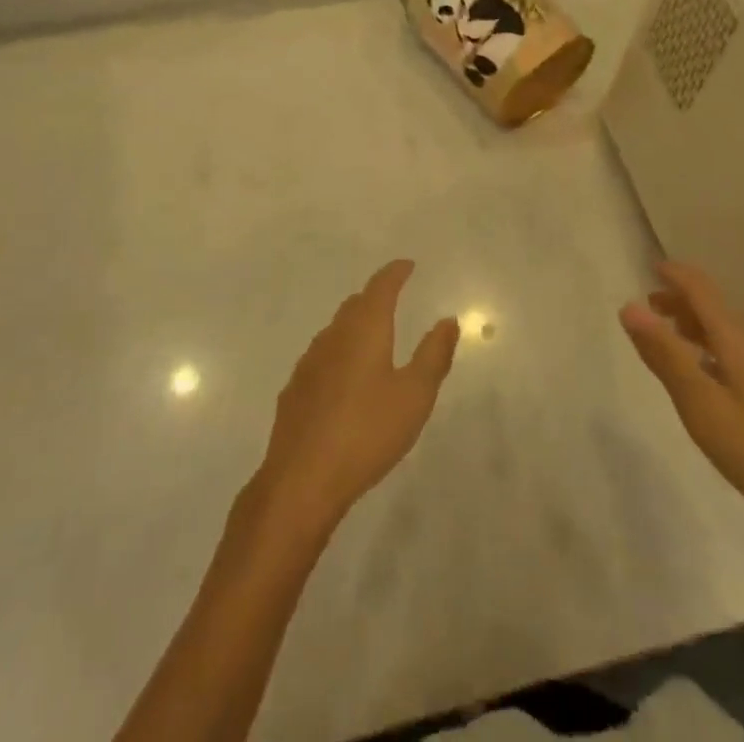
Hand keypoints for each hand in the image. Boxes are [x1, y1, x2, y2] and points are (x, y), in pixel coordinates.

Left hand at [257, 260, 458, 533]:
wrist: (302, 479)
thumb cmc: (367, 432)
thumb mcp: (414, 395)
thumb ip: (433, 355)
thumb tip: (448, 320)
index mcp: (364, 330)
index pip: (380, 287)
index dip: (394, 273)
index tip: (407, 265)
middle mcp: (333, 336)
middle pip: (355, 305)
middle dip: (375, 297)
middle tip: (393, 297)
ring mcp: (309, 362)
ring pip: (335, 330)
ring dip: (355, 324)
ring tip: (372, 335)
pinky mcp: (295, 390)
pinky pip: (322, 357)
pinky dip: (339, 353)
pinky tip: (344, 377)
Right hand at [621, 263, 743, 564]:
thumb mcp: (700, 403)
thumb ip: (664, 354)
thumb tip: (629, 306)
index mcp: (737, 339)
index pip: (702, 290)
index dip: (676, 275)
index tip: (650, 267)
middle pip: (715, 308)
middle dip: (682, 301)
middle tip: (651, 306)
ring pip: (728, 332)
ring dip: (697, 325)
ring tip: (672, 336)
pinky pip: (738, 353)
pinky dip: (712, 349)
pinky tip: (707, 375)